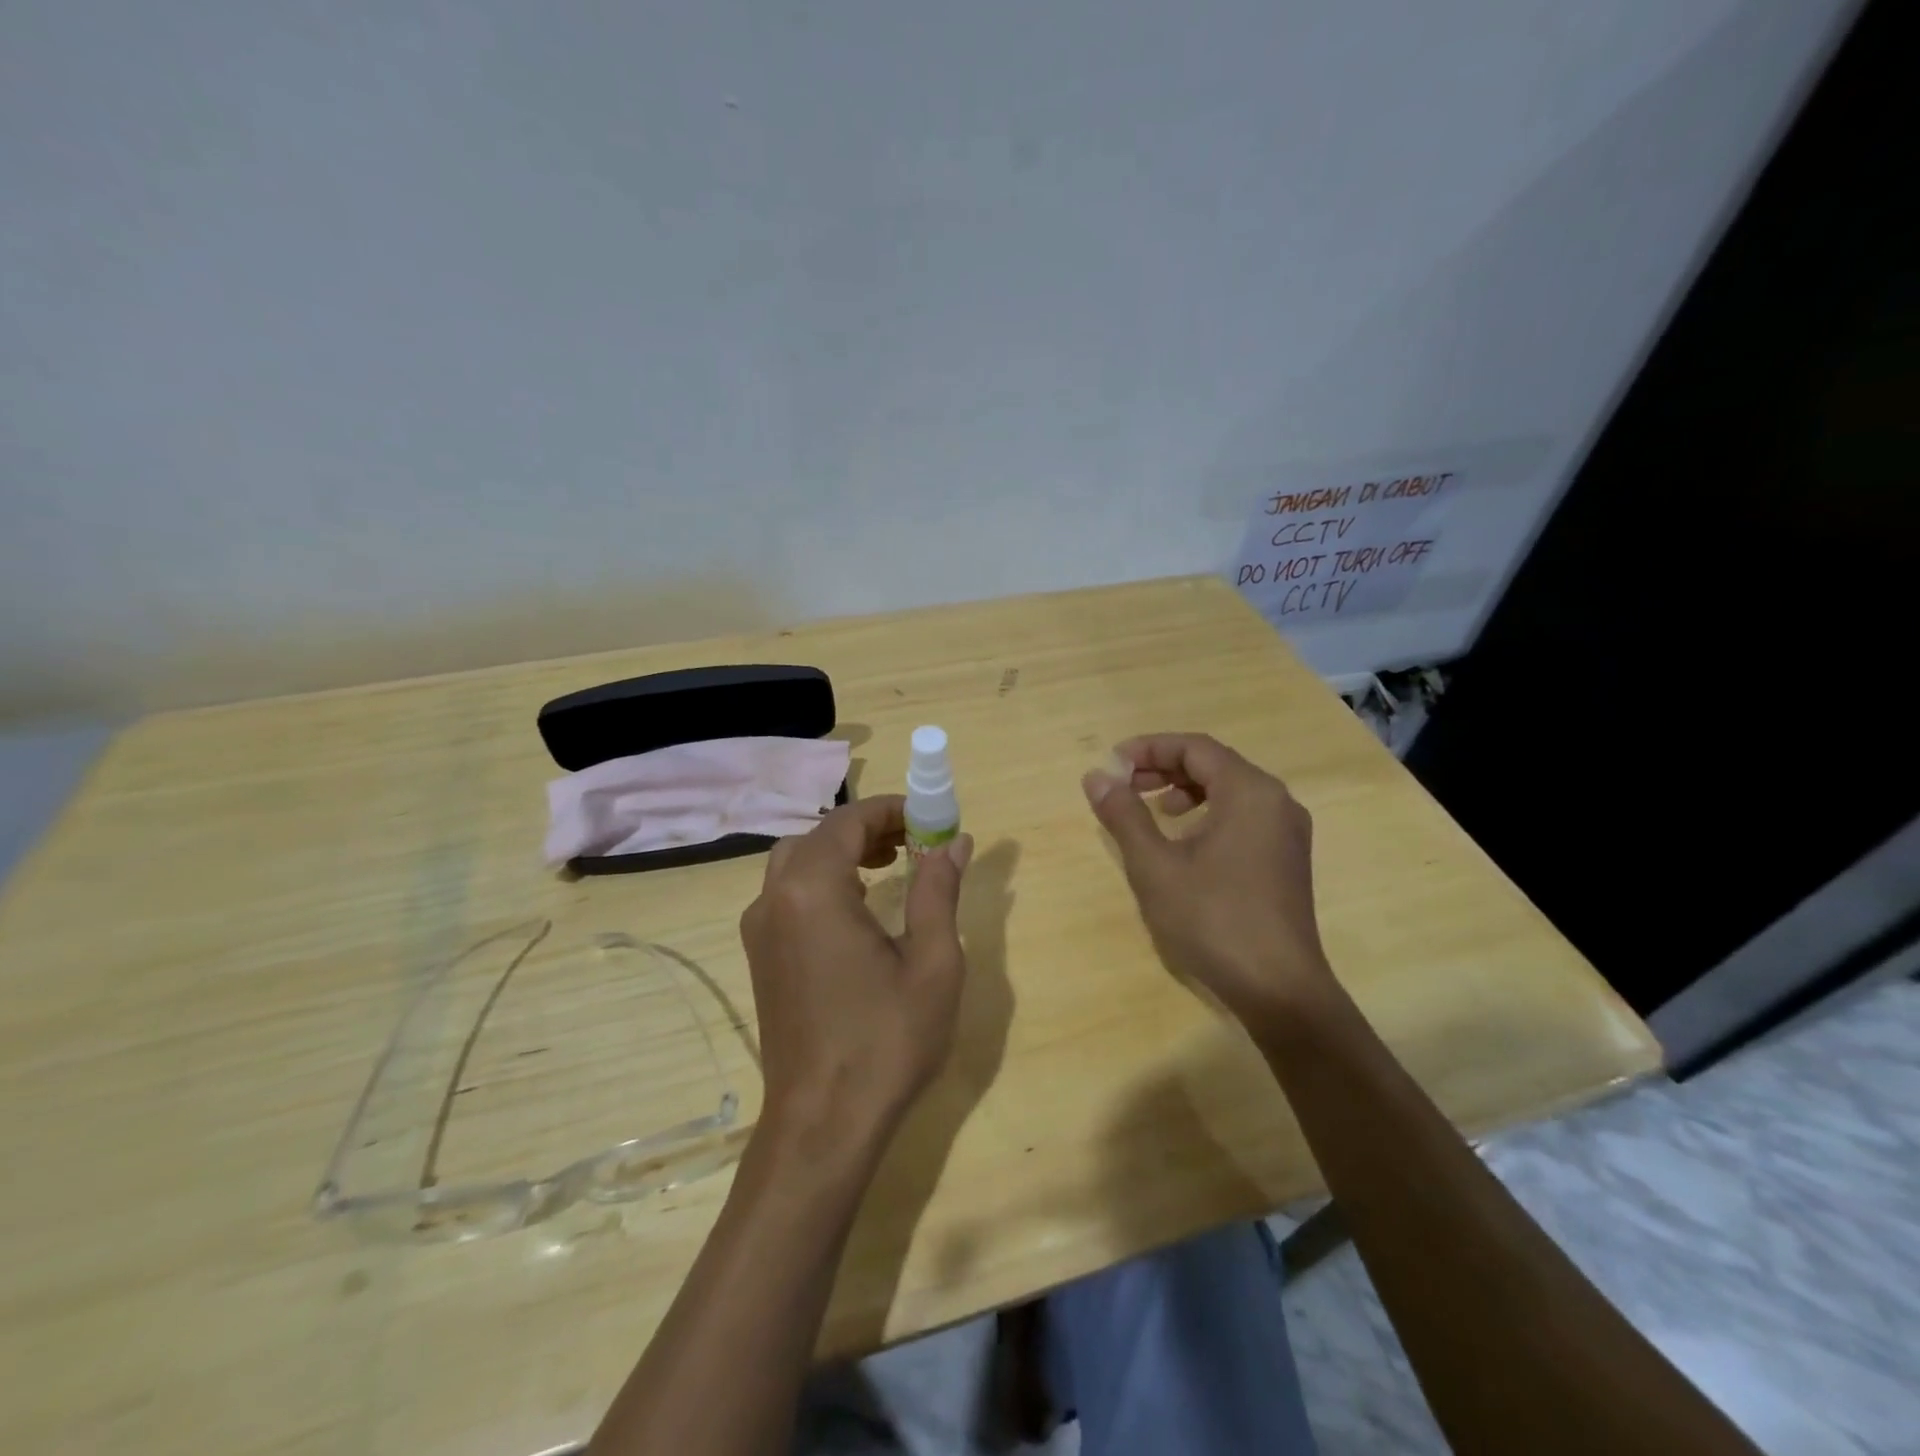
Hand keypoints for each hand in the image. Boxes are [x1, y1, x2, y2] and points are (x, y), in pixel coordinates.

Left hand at [740, 796, 973, 1147]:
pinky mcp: (760, 956)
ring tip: (890, 865)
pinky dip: (822, 880)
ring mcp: (759, 929)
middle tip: (914, 843)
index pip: (848, 821)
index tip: (932, 820)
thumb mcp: (932, 963)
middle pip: (819, 836)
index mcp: (812, 890)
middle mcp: (774, 898)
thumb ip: (938, 891)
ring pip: (797, 862)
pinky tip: (857, 907)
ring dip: (842, 852)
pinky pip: (788, 893)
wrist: (822, 1124)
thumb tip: (953, 842)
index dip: (891, 810)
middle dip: (867, 828)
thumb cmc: (885, 1041)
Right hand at [1082, 733, 1335, 1029]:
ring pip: (1230, 789)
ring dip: (1186, 790)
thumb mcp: (1155, 866)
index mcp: (1249, 792)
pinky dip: (1209, 812)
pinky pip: (1244, 814)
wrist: (1279, 989)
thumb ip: (1125, 815)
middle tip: (1125, 785)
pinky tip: (1186, 840)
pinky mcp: (1287, 858)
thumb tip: (1096, 776)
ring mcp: (1287, 831)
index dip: (1149, 748)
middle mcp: (1275, 801)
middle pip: (1214, 764)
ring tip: (1154, 809)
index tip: (1112, 764)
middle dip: (1165, 768)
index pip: (1195, 748)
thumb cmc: (1213, 920)